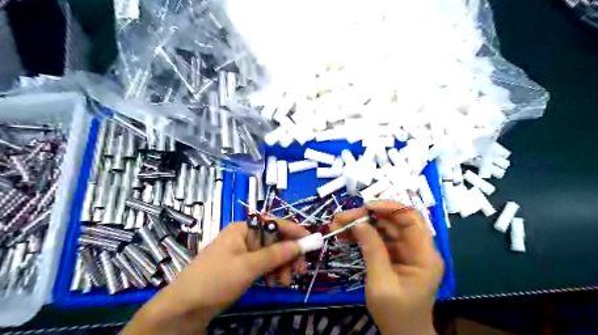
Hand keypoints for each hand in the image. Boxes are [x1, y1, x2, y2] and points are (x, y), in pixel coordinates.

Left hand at [122, 218, 307, 334]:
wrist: (184, 308)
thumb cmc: (215, 279)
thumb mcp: (248, 266)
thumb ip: (276, 254)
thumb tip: (301, 244)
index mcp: (243, 229)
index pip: (274, 223)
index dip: (293, 230)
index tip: (310, 240)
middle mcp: (244, 237)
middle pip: (274, 240)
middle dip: (288, 254)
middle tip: (300, 269)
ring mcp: (243, 253)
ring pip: (271, 254)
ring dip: (281, 266)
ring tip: (284, 282)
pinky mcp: (241, 267)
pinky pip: (263, 265)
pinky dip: (271, 273)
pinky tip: (273, 283)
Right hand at [332, 200, 442, 333]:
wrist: (402, 334)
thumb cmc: (396, 314)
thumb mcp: (381, 284)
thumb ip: (372, 250)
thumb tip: (358, 222)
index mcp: (425, 255)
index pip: (411, 219)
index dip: (389, 207)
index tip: (365, 206)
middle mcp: (418, 248)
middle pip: (395, 220)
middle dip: (368, 215)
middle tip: (343, 217)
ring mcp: (406, 250)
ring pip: (384, 227)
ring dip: (361, 223)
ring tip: (337, 224)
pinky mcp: (394, 254)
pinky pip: (378, 238)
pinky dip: (361, 234)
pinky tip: (344, 235)